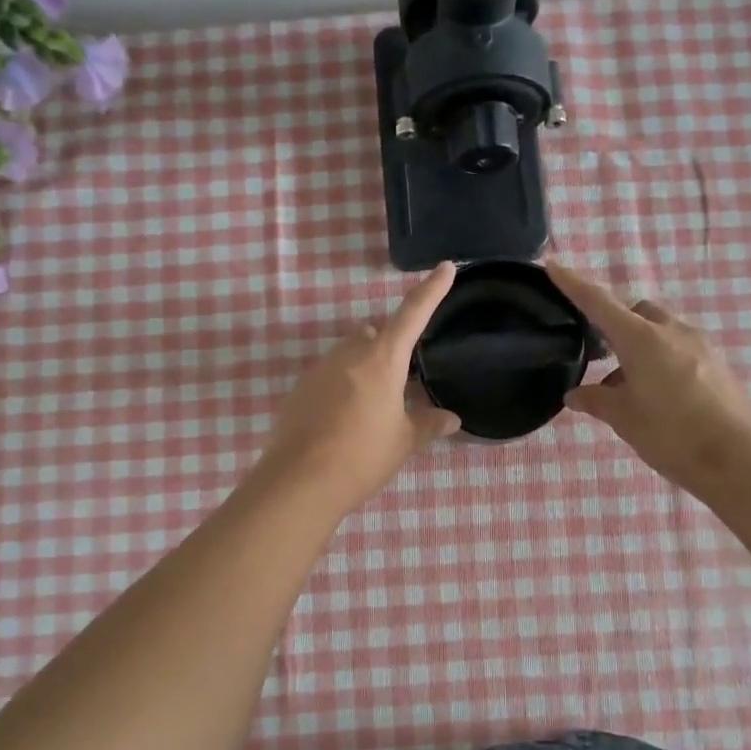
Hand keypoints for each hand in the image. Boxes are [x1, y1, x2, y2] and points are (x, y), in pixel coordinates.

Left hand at [258, 263, 461, 514]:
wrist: (299, 481)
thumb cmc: (362, 456)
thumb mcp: (403, 441)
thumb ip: (428, 424)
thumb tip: (451, 419)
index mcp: (382, 359)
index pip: (412, 314)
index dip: (431, 290)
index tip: (445, 267)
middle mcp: (349, 354)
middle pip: (375, 332)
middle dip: (391, 344)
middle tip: (405, 376)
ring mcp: (320, 369)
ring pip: (350, 352)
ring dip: (366, 365)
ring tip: (376, 403)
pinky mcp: (300, 389)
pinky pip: (329, 375)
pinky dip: (344, 385)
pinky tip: (347, 418)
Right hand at [546, 262, 750, 501]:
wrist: (741, 460)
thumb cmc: (672, 434)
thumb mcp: (624, 418)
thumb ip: (596, 400)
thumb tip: (575, 394)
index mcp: (642, 338)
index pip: (599, 302)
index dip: (573, 284)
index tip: (553, 266)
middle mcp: (672, 331)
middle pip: (636, 311)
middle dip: (614, 321)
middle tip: (597, 350)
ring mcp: (700, 345)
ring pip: (659, 330)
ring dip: (638, 345)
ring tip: (625, 384)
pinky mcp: (717, 364)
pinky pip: (679, 349)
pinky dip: (659, 359)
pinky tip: (655, 394)